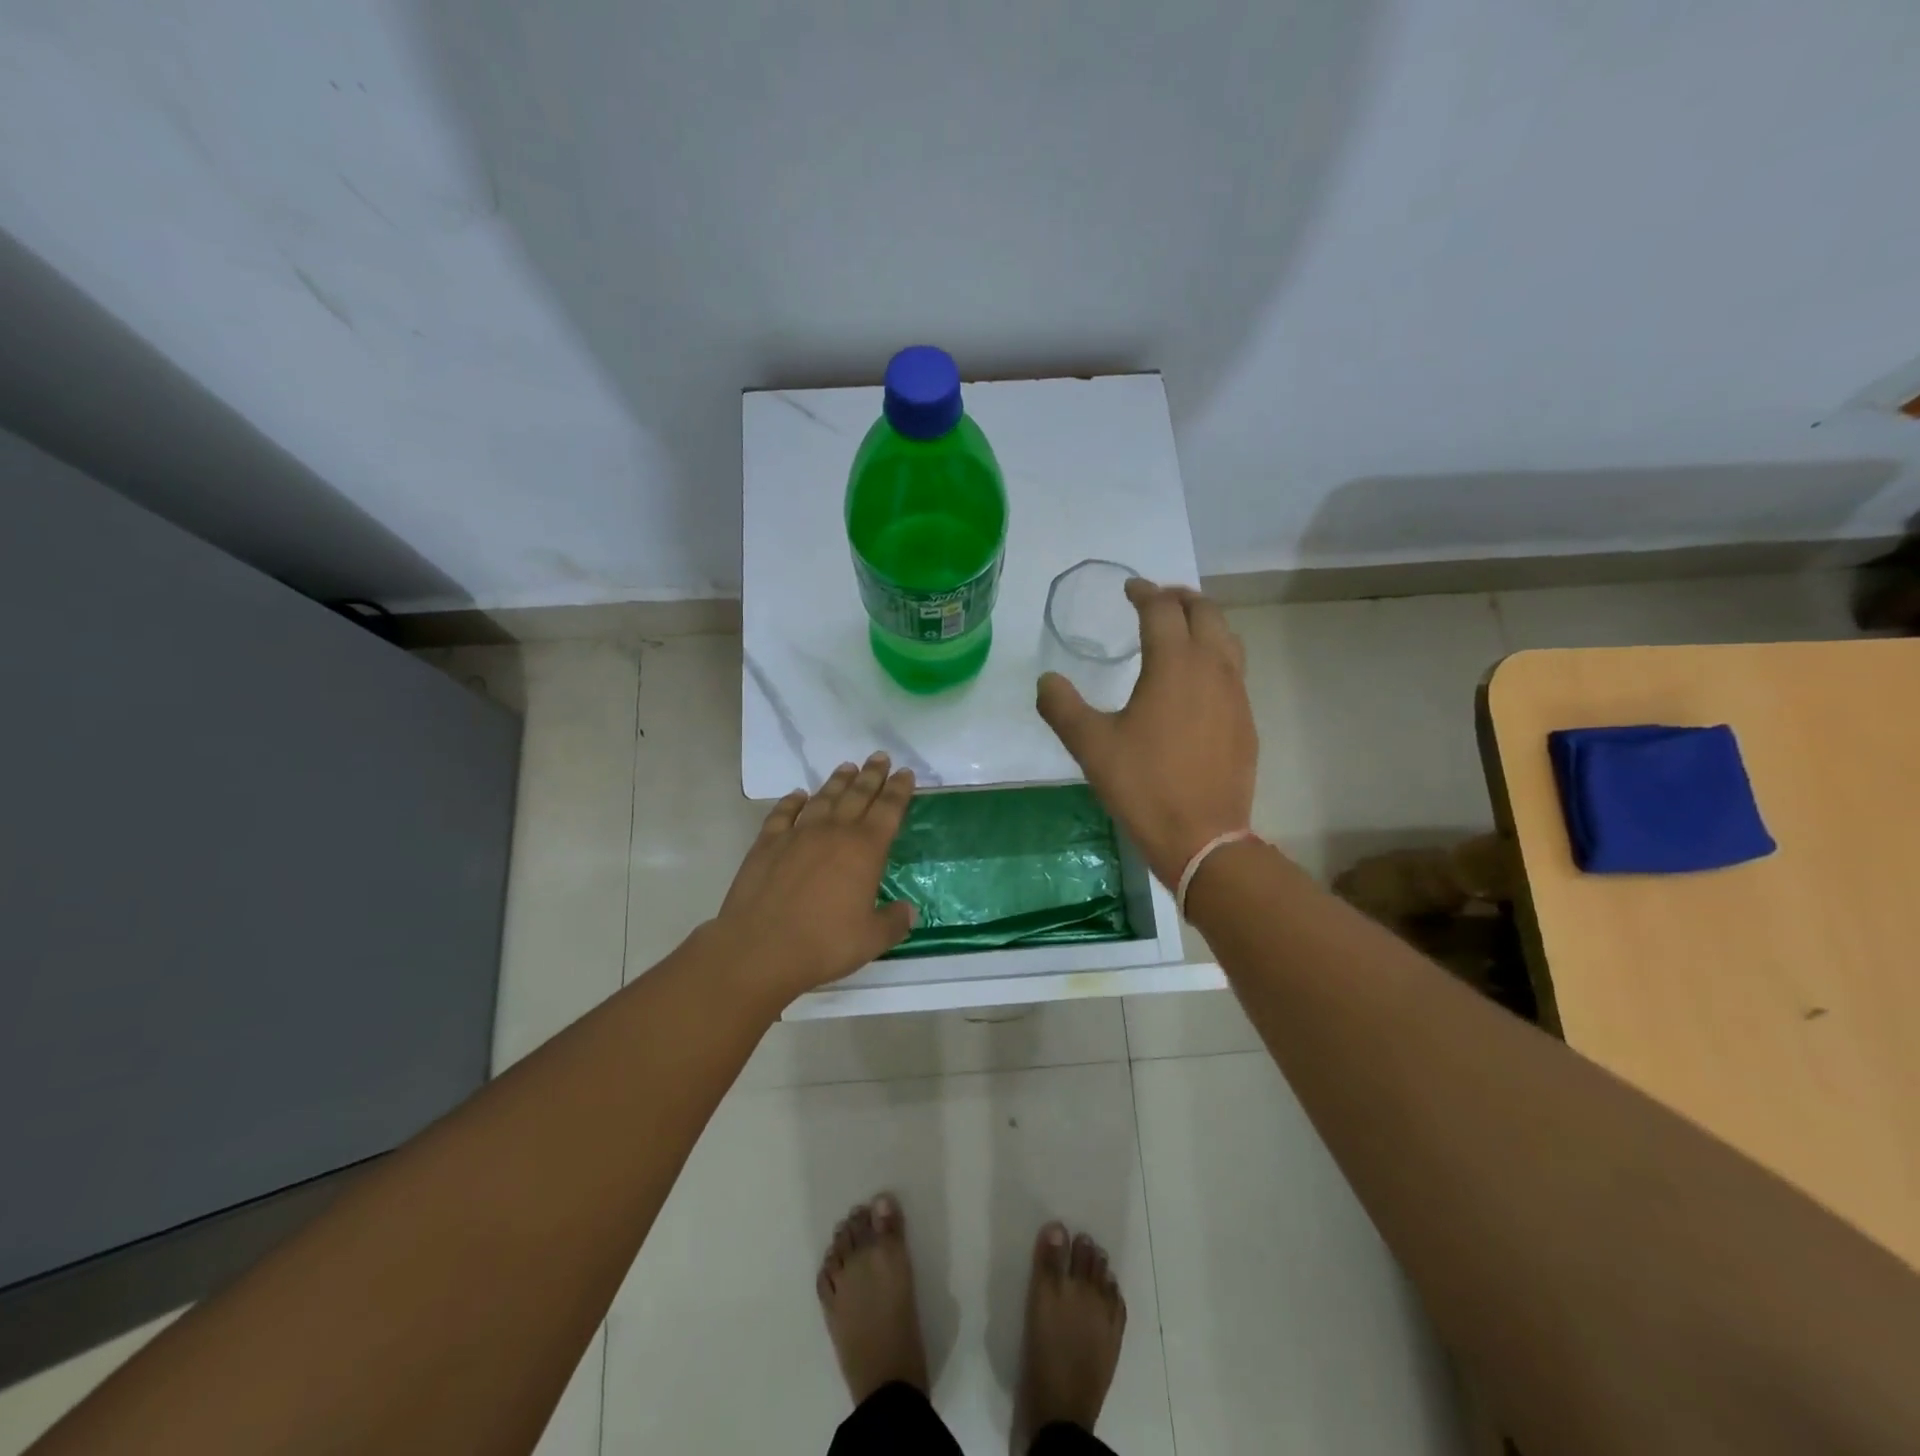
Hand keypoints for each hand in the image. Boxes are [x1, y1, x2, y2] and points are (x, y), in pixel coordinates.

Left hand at [712, 752, 918, 1001]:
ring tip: (847, 768)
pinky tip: (798, 795)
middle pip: (857, 795)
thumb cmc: (823, 944)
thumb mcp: (870, 940)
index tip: (905, 773)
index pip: (888, 810)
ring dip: (837, 781)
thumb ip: (894, 922)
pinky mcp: (767, 844)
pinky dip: (792, 801)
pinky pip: (783, 813)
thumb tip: (909, 911)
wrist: (759, 949)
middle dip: (872, 775)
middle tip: (880, 757)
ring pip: (823, 798)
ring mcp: (797, 835)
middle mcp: (833, 832)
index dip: (899, 790)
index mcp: (865, 850)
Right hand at [1037, 579, 1257, 886]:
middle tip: (1157, 599)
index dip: (1144, 592)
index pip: (1162, 609)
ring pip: (1227, 638)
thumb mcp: (1091, 745)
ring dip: (1204, 622)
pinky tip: (1197, 680)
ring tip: (1181, 628)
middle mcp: (1212, 667)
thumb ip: (1062, 706)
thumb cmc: (1144, 785)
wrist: (1203, 836)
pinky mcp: (1246, 720)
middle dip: (1180, 598)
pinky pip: (1234, 669)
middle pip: (1205, 612)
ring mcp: (1236, 694)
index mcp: (1174, 664)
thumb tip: (1046, 680)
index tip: (1129, 589)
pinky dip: (1215, 654)